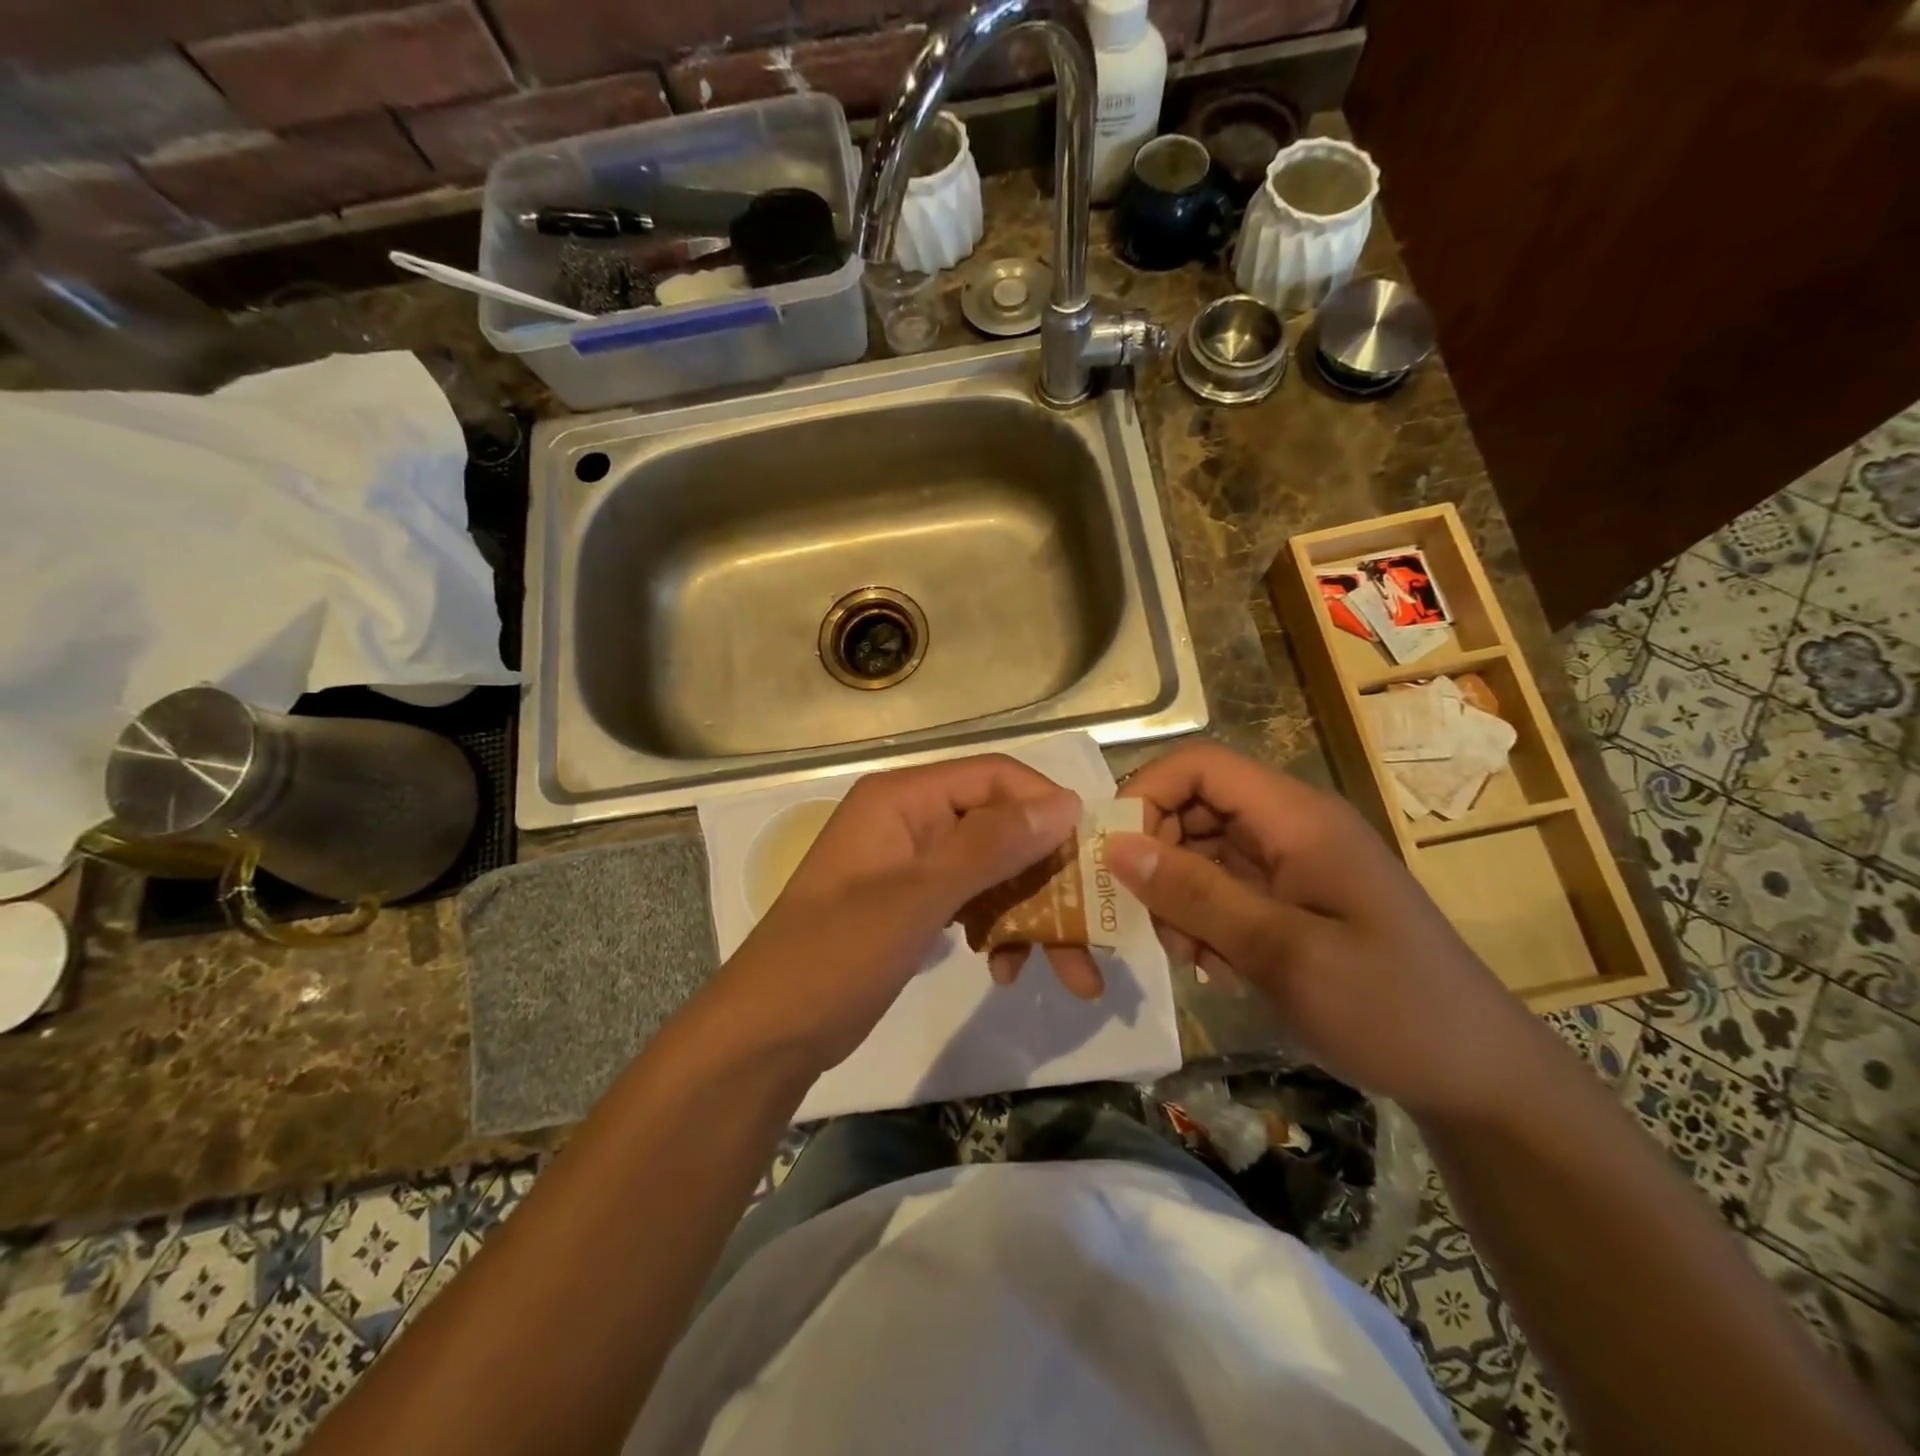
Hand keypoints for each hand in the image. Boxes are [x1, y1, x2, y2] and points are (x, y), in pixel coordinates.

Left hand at [711, 755, 1101, 1077]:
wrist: (766, 1037)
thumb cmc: (833, 957)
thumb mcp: (916, 897)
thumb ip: (990, 846)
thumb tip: (1065, 802)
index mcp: (902, 799)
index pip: (993, 777)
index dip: (1046, 808)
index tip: (1094, 855)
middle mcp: (910, 820)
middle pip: (999, 828)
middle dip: (1048, 879)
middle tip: (1092, 932)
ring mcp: (911, 865)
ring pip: (993, 871)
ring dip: (1032, 915)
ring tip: (1068, 973)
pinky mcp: (913, 905)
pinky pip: (972, 902)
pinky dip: (997, 932)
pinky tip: (1004, 971)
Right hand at [1110, 743, 1549, 1120]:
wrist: (1476, 1076)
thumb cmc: (1390, 1008)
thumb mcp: (1284, 953)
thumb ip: (1197, 895)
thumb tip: (1116, 846)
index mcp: (1297, 817)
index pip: (1199, 765)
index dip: (1146, 793)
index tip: (1112, 853)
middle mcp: (1290, 828)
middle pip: (1192, 808)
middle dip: (1157, 859)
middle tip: (1149, 922)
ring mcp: (1290, 865)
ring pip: (1199, 853)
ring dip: (1178, 900)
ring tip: (1192, 958)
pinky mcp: (1288, 901)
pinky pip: (1221, 891)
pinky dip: (1203, 923)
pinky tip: (1218, 969)